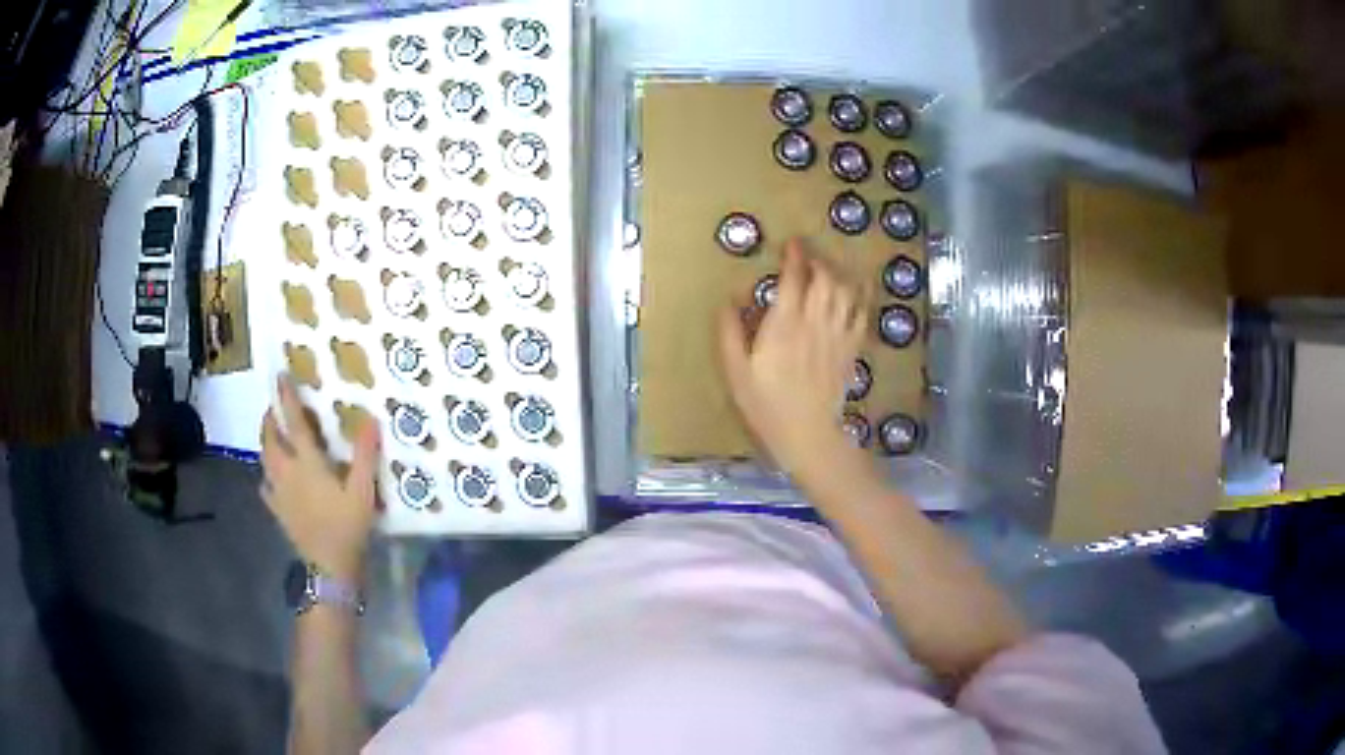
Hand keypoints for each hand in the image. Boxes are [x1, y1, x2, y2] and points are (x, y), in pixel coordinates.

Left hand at [261, 375, 379, 581]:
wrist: (330, 567)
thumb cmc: (348, 526)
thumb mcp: (363, 490)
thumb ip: (365, 454)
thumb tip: (370, 418)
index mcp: (307, 462)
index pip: (293, 421)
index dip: (286, 397)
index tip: (280, 376)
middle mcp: (286, 471)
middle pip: (270, 438)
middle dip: (269, 419)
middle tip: (274, 408)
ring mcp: (279, 492)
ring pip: (264, 459)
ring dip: (265, 442)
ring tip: (271, 435)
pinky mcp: (278, 510)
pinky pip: (265, 486)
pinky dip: (267, 475)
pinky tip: (272, 478)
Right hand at [718, 240, 869, 490]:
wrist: (808, 434)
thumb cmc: (766, 405)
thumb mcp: (736, 371)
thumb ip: (730, 332)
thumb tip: (730, 300)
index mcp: (784, 324)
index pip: (794, 278)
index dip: (795, 256)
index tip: (792, 244)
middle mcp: (815, 322)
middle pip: (826, 278)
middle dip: (819, 260)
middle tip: (810, 255)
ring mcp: (837, 334)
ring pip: (846, 291)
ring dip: (839, 273)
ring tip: (830, 269)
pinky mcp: (851, 349)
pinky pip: (861, 314)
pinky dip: (860, 297)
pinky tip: (856, 291)